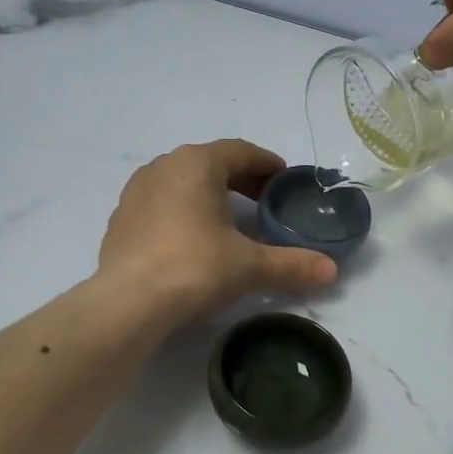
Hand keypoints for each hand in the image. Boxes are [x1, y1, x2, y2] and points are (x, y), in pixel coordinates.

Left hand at [97, 140, 338, 322]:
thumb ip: (291, 264)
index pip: (240, 151)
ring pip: (182, 182)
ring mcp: (136, 191)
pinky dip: (182, 212)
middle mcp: (163, 167)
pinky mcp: (121, 219)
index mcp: (196, 164)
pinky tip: (191, 240)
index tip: (283, 179)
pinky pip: (160, 204)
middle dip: (240, 179)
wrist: (129, 302)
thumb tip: (331, 271)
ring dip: (208, 194)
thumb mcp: (249, 266)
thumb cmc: (194, 267)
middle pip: (210, 163)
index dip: (266, 163)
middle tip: (263, 201)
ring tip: (228, 220)